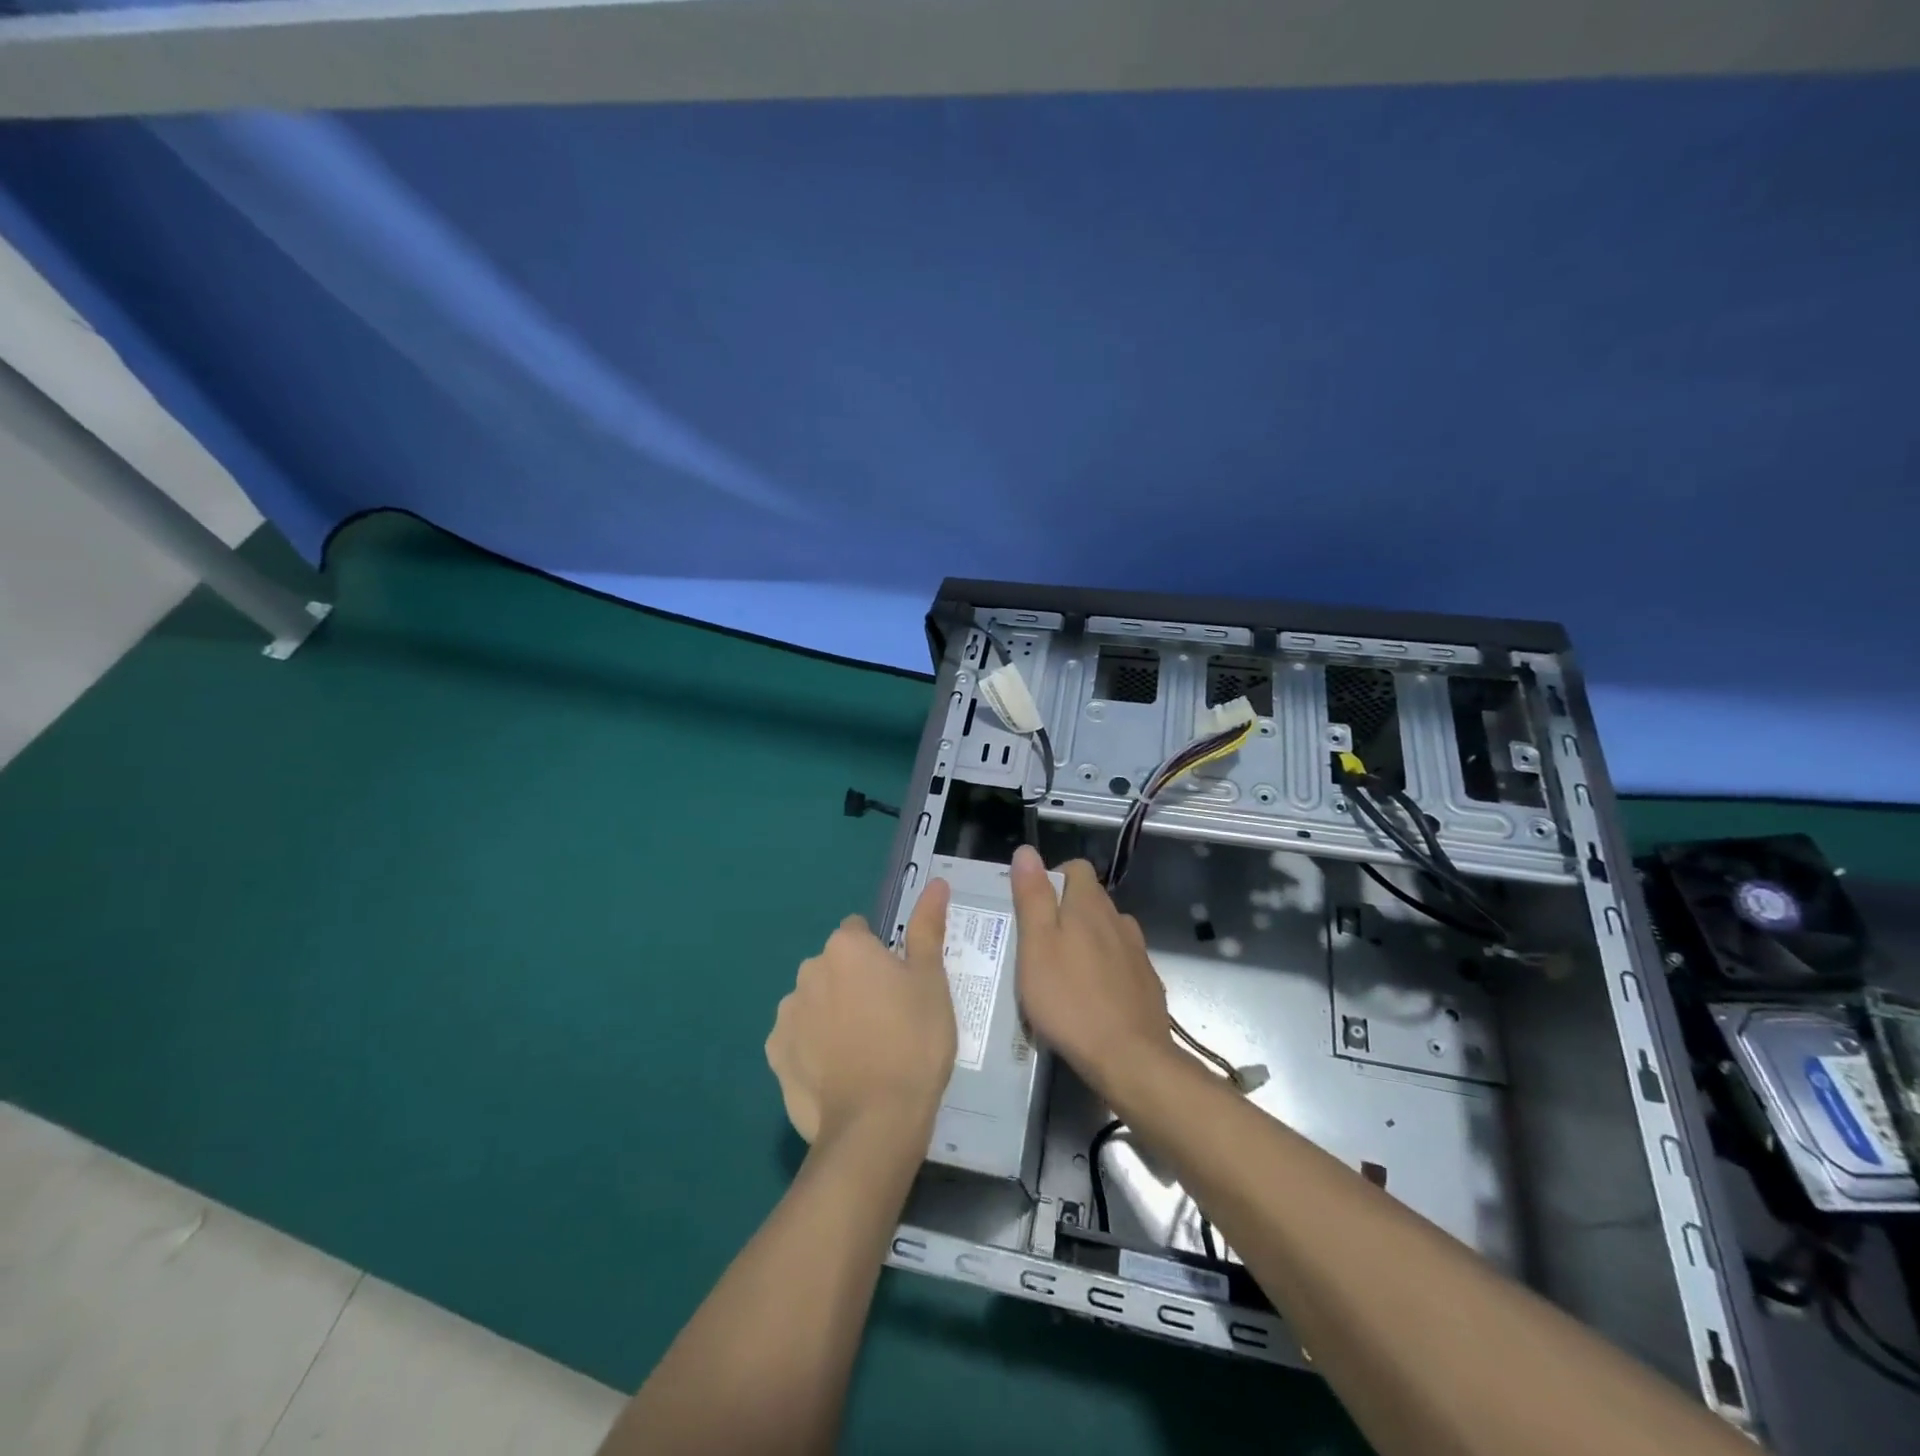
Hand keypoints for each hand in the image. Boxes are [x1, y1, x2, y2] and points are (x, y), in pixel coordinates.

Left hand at [766, 880, 956, 1146]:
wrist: (877, 1122)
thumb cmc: (914, 1040)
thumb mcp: (932, 980)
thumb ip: (928, 927)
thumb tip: (936, 882)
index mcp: (846, 947)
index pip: (860, 933)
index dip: (881, 957)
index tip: (899, 987)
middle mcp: (808, 970)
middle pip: (835, 966)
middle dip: (854, 983)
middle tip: (888, 1020)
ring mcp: (786, 1015)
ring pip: (815, 1001)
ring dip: (832, 1013)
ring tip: (864, 1051)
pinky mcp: (776, 1055)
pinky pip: (797, 1038)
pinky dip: (813, 1048)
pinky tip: (838, 1073)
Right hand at [1009, 845, 1172, 1098]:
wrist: (1129, 1058)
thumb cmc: (1070, 1000)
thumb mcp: (1036, 946)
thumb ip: (1032, 897)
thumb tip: (1026, 851)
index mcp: (1089, 905)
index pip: (1076, 868)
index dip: (1052, 878)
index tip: (1032, 907)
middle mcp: (1118, 920)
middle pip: (1090, 899)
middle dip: (1065, 911)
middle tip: (1038, 944)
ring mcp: (1137, 952)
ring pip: (1106, 931)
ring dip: (1086, 940)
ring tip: (1062, 971)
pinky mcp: (1146, 982)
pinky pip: (1120, 961)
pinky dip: (1104, 968)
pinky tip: (1090, 996)